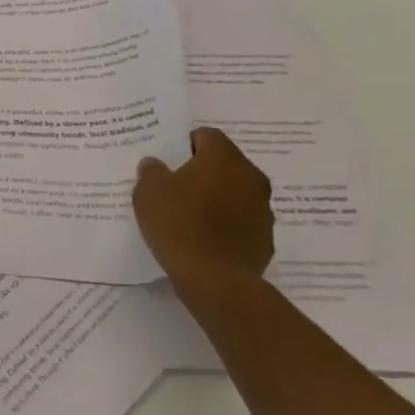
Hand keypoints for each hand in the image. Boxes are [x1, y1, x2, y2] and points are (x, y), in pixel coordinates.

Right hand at [134, 128, 273, 292]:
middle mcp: (250, 177)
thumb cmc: (178, 224)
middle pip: (225, 163)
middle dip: (204, 170)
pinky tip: (206, 237)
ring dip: (218, 196)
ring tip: (191, 214)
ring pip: (236, 191)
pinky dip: (228, 223)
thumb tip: (155, 164)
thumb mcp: (148, 192)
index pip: (206, 135)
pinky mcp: (266, 238)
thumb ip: (151, 171)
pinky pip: (243, 220)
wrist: (214, 279)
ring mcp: (263, 209)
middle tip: (177, 186)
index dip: (186, 144)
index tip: (170, 161)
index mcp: (223, 158)